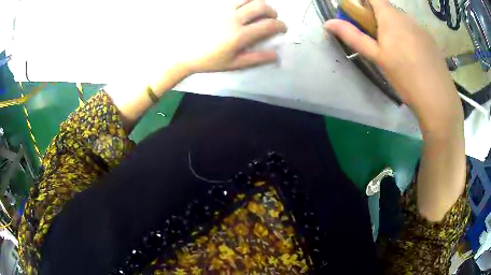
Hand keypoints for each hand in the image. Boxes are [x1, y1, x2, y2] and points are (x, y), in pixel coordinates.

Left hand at [180, 0, 286, 73]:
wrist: (185, 53)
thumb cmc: (210, 60)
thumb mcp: (234, 64)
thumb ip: (256, 58)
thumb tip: (276, 55)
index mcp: (239, 35)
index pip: (268, 25)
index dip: (280, 25)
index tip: (282, 28)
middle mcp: (234, 19)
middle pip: (261, 6)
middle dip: (273, 12)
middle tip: (272, 19)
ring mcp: (224, 11)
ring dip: (259, 3)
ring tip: (259, 12)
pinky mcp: (216, 8)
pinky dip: (246, 1)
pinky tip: (245, 9)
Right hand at [324, 0, 462, 132]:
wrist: (438, 98)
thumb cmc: (405, 76)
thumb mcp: (377, 57)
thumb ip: (353, 36)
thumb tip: (328, 23)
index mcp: (390, 16)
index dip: (364, 2)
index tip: (361, 18)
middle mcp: (406, 16)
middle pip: (387, 9)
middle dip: (378, 19)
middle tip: (378, 42)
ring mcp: (421, 28)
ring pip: (402, 21)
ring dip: (394, 29)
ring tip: (398, 55)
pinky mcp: (431, 40)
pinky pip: (414, 31)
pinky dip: (408, 37)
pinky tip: (413, 59)